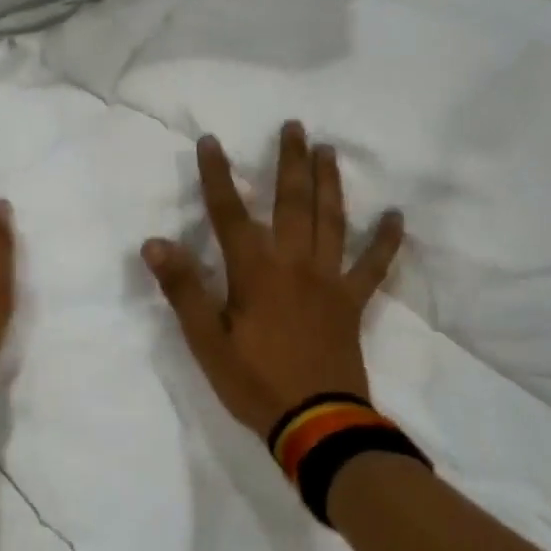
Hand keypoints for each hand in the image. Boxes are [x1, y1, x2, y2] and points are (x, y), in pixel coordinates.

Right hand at [142, 122, 402, 438]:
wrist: (316, 423)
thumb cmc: (253, 380)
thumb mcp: (206, 340)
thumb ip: (182, 288)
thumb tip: (154, 242)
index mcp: (255, 271)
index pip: (229, 212)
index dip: (216, 175)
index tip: (210, 142)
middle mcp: (294, 263)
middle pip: (292, 202)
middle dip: (290, 161)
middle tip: (294, 126)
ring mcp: (329, 280)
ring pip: (331, 220)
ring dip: (329, 183)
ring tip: (329, 151)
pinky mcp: (352, 302)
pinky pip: (374, 266)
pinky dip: (386, 240)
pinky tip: (396, 216)